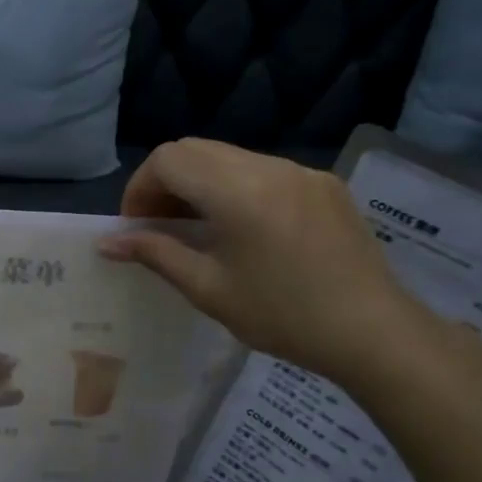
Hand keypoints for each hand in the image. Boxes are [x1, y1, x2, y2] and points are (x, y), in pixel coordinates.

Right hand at [98, 139, 431, 382]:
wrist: (373, 332)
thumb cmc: (282, 316)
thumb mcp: (208, 288)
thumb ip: (155, 254)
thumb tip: (107, 242)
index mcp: (237, 191)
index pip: (168, 160)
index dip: (140, 188)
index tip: (137, 227)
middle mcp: (269, 167)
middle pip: (194, 149)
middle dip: (165, 182)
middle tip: (159, 226)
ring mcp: (301, 172)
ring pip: (228, 156)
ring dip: (199, 183)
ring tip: (197, 228)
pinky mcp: (323, 184)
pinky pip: (262, 170)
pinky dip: (234, 187)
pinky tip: (242, 229)